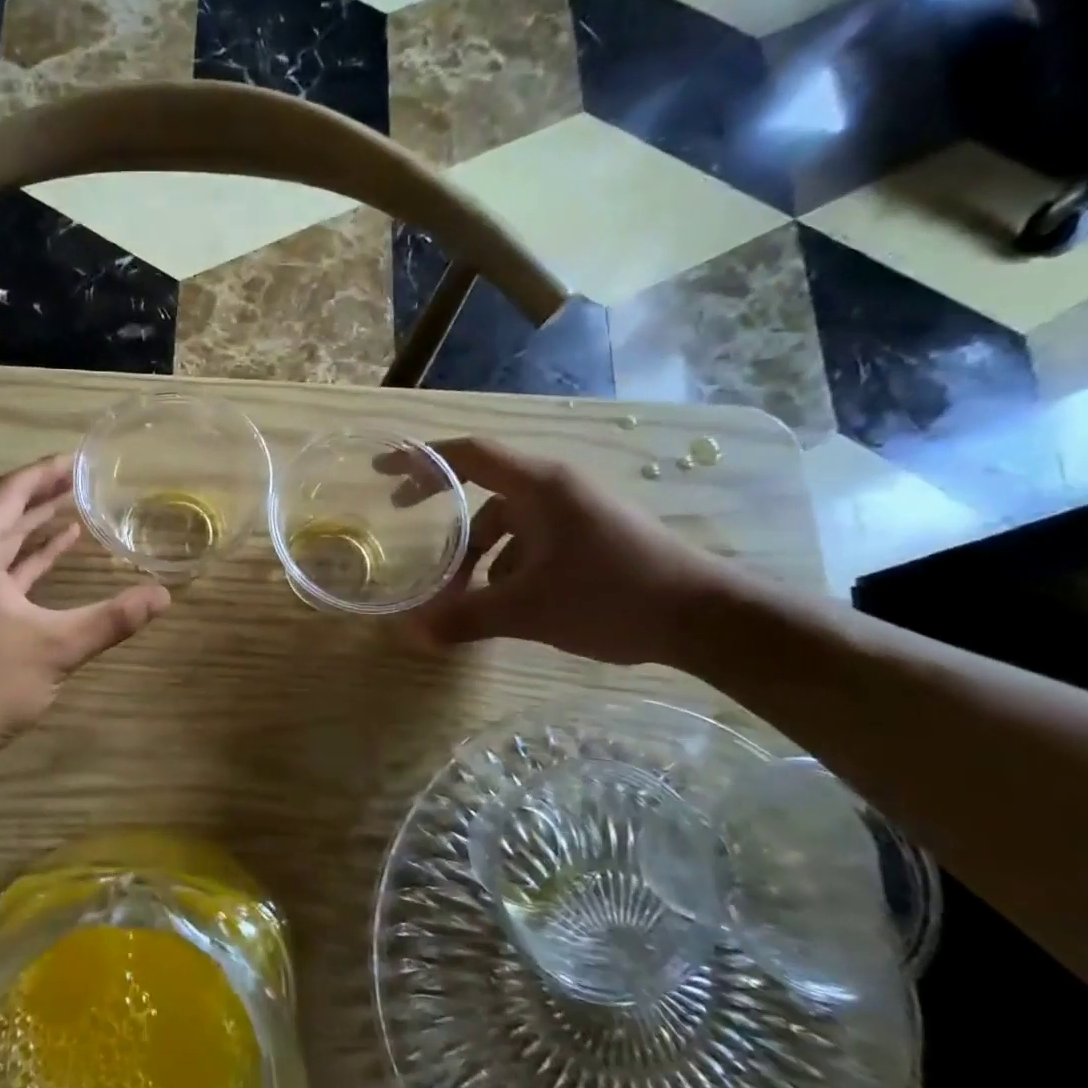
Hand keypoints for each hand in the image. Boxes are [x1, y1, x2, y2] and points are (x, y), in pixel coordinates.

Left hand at [0, 454, 170, 768]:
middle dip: (45, 494)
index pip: (10, 493)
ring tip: (79, 508)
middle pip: (4, 512)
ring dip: (37, 525)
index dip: (46, 472)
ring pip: (0, 542)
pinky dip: (28, 559)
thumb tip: (164, 595)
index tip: (80, 459)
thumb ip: (112, 618)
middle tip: (87, 478)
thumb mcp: (56, 647)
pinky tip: (58, 552)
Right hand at [395, 439, 738, 665]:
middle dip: (441, 506)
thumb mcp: (528, 610)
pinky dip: (506, 561)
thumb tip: (411, 634)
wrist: (705, 617)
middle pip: (483, 486)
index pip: (469, 454)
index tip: (383, 469)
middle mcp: (556, 488)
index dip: (422, 458)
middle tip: (401, 515)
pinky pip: (532, 537)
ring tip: (458, 589)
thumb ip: (466, 617)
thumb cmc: (611, 596)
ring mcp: (577, 510)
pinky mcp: (591, 535)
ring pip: (508, 519)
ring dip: (476, 549)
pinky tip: (503, 598)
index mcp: (539, 486)